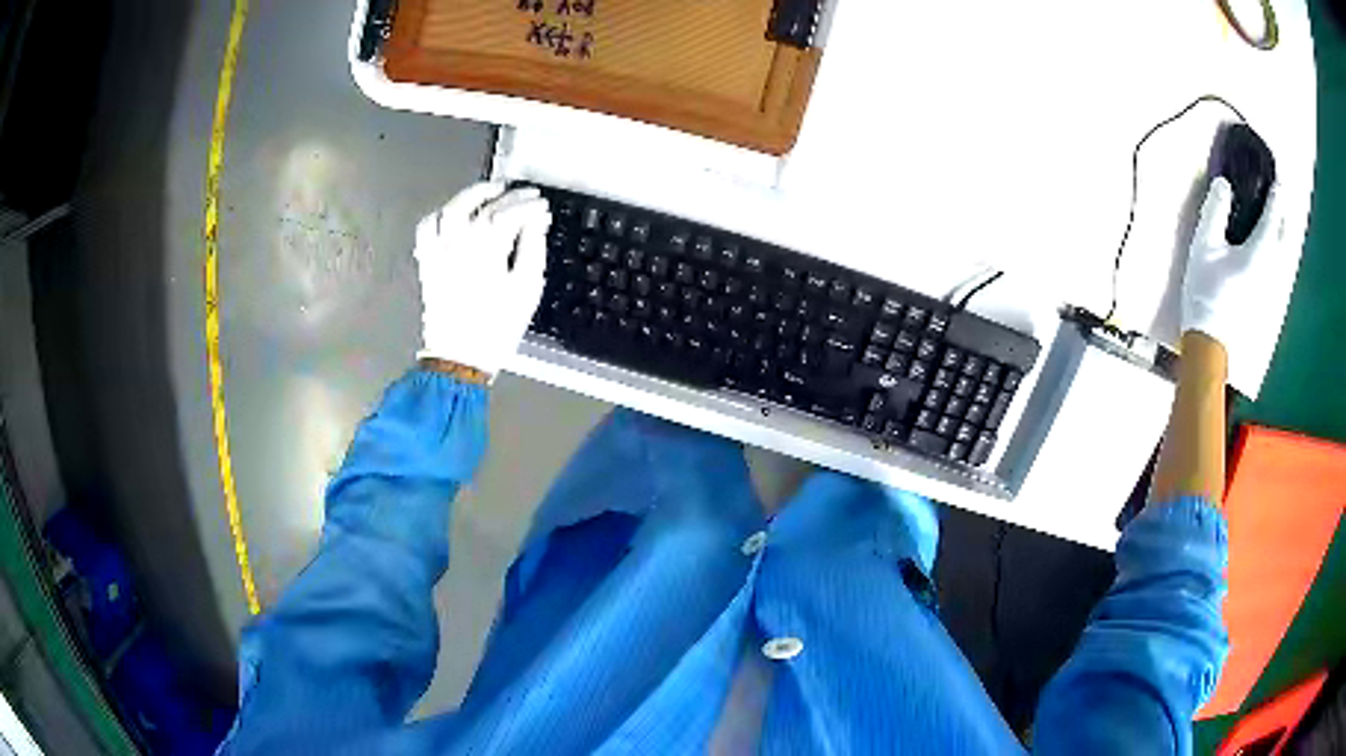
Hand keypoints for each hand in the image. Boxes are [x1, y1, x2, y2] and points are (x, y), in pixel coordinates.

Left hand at [414, 182, 550, 377]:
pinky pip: (428, 228)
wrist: (460, 358)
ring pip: (450, 209)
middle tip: (524, 194)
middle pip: (482, 205)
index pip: (510, 213)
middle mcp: (458, 244)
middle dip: (507, 195)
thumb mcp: (526, 290)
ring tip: (489, 192)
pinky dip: (441, 215)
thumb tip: (535, 224)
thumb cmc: (496, 328)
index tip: (543, 208)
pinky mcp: (428, 262)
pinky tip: (454, 214)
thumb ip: (532, 250)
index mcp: (486, 250)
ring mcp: (439, 251)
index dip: (529, 206)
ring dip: (471, 195)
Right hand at [1182, 176, 1282, 357]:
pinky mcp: (1272, 305)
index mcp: (1260, 251)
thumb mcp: (1204, 245)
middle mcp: (1274, 269)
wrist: (1212, 344)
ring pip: (1287, 257)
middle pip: (1286, 237)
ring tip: (1281, 224)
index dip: (1276, 195)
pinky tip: (1276, 256)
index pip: (1273, 216)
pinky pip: (1282, 273)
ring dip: (1285, 237)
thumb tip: (1223, 183)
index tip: (1278, 181)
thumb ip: (1215, 211)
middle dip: (1284, 216)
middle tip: (1281, 200)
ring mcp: (1275, 290)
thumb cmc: (1207, 292)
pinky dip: (1282, 257)